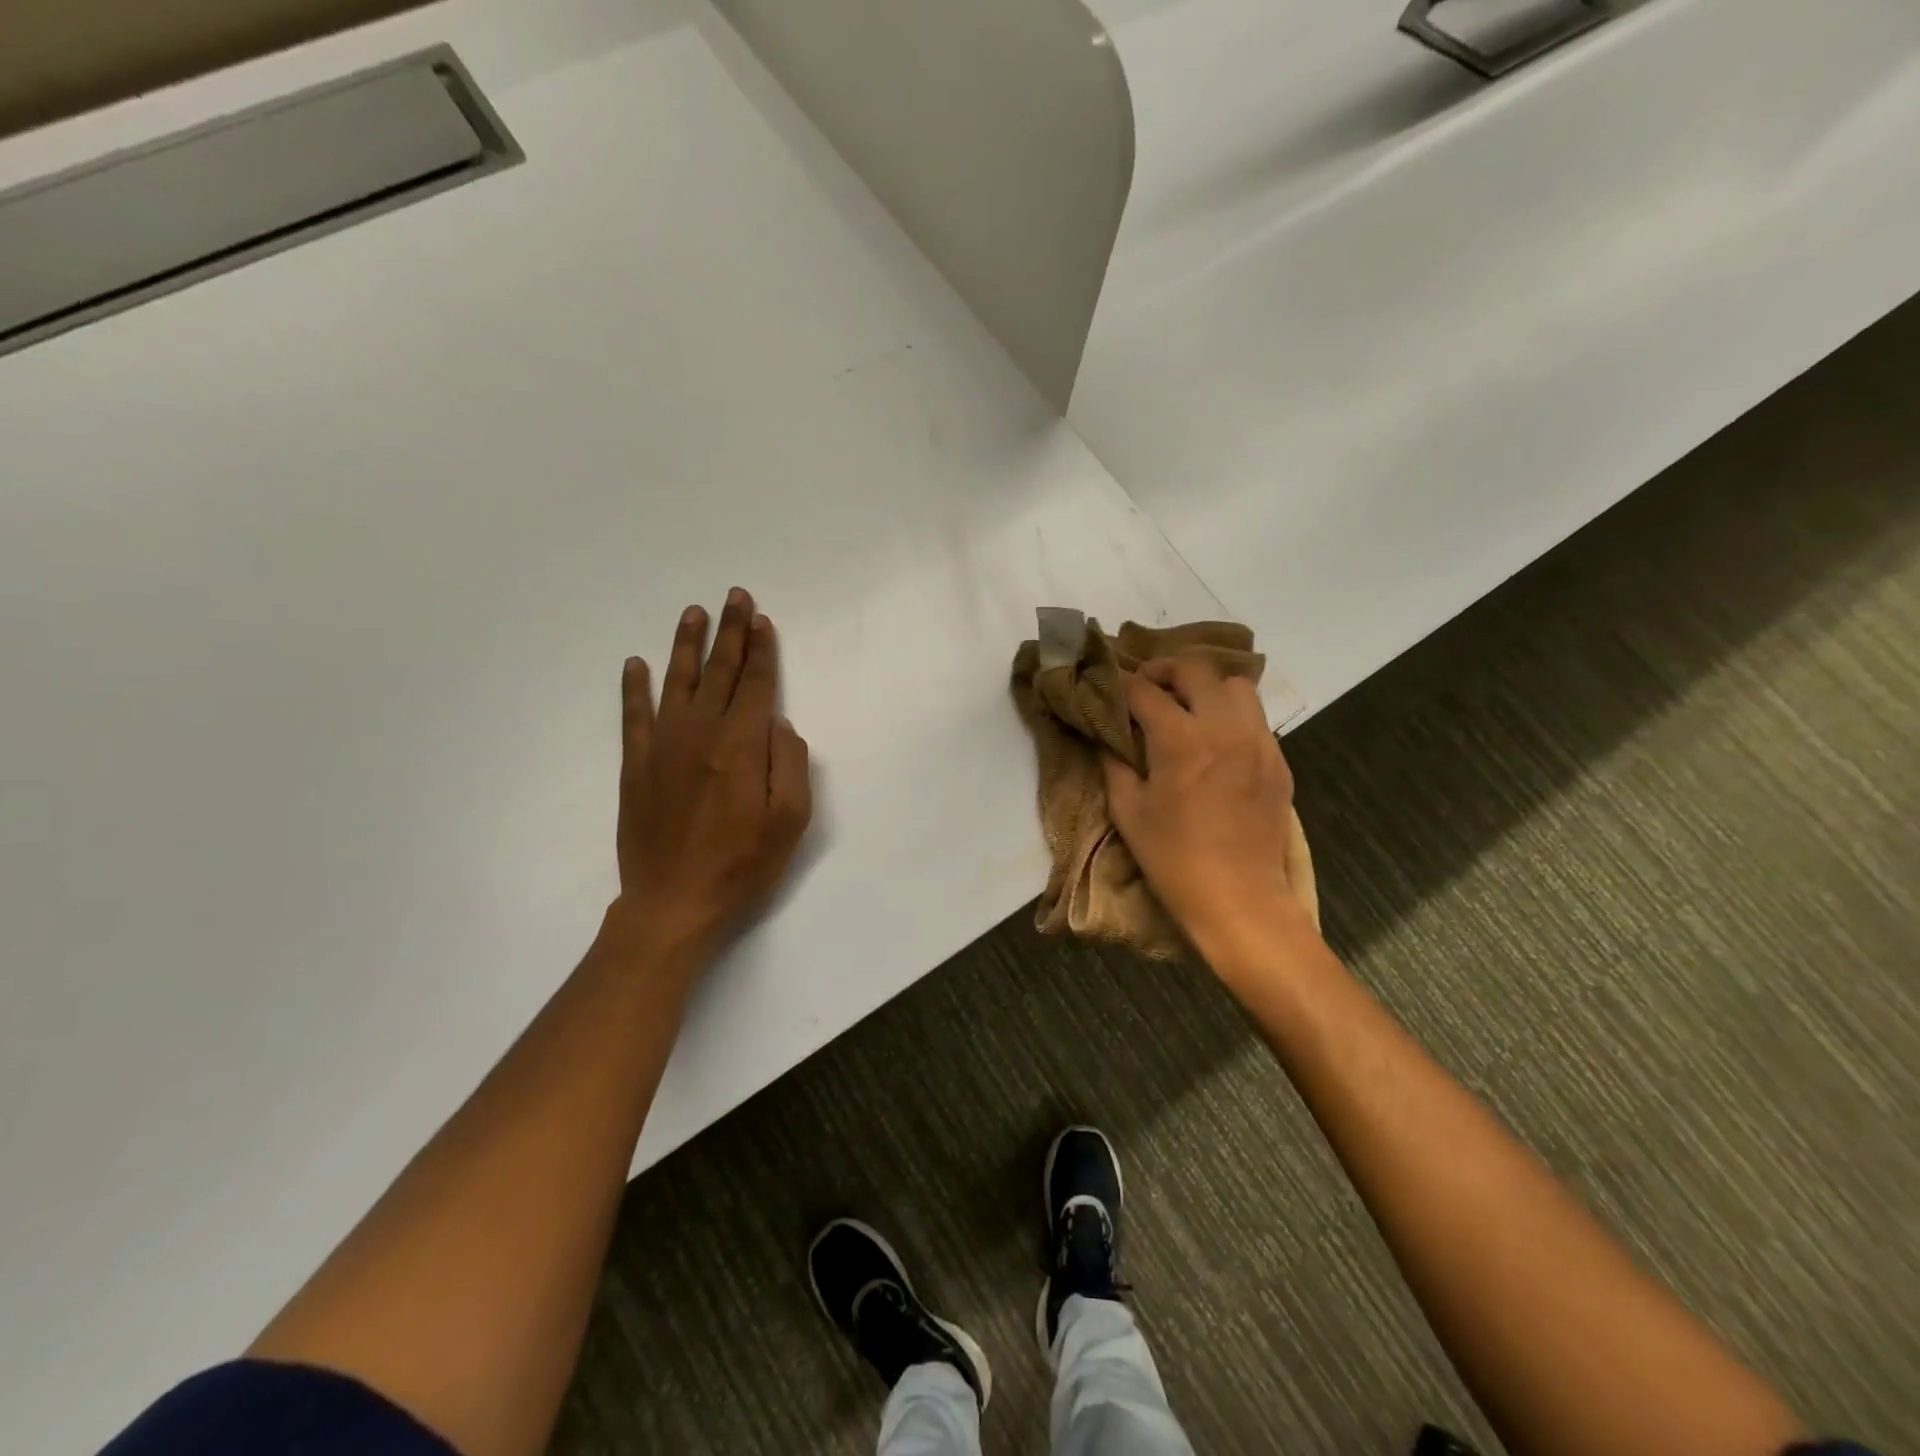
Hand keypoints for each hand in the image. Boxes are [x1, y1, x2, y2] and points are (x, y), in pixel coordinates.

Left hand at [612, 588, 812, 957]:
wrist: (672, 904)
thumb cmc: (742, 866)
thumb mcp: (790, 823)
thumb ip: (790, 766)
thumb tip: (780, 724)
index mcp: (741, 747)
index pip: (755, 685)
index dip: (762, 651)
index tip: (763, 621)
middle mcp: (700, 735)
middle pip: (720, 673)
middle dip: (731, 632)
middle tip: (735, 597)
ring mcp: (663, 748)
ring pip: (678, 682)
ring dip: (687, 645)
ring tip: (693, 613)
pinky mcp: (636, 767)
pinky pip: (633, 717)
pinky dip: (633, 688)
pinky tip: (634, 663)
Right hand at [1103, 659, 1300, 953]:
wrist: (1238, 898)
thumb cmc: (1173, 859)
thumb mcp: (1128, 812)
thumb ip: (1114, 764)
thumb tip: (1106, 736)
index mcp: (1181, 741)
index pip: (1145, 691)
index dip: (1123, 685)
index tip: (1111, 689)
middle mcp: (1224, 729)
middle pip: (1196, 670)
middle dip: (1165, 670)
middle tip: (1148, 687)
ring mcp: (1259, 742)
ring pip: (1236, 685)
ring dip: (1207, 688)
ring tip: (1188, 708)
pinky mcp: (1279, 761)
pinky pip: (1255, 718)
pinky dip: (1231, 716)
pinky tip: (1216, 742)